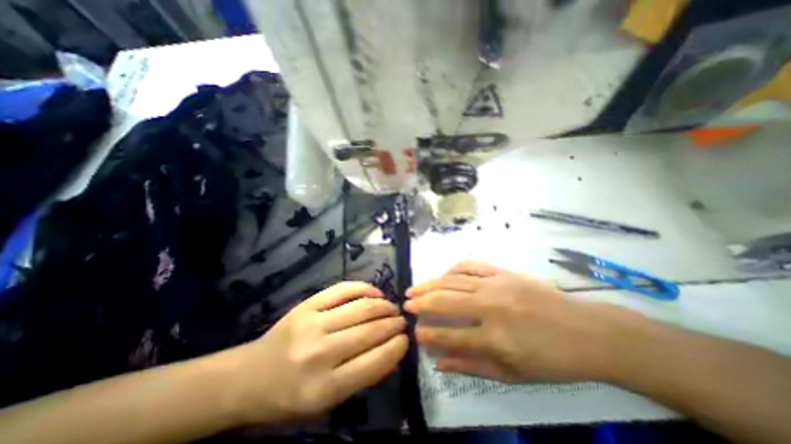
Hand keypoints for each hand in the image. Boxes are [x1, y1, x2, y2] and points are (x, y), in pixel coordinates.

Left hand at [230, 282, 407, 423]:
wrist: (249, 376)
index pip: (373, 363)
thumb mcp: (326, 403)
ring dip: (383, 306)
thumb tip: (391, 351)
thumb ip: (361, 377)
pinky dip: (364, 289)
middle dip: (393, 324)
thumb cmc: (289, 397)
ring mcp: (312, 323)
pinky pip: (343, 290)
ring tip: (392, 308)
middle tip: (402, 321)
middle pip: (369, 331)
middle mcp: (318, 353)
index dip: (396, 348)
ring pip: (360, 308)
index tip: (406, 340)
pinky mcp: (307, 305)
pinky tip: (376, 293)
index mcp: (323, 389)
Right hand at [408, 261, 623, 383]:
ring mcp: (495, 285)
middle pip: (445, 301)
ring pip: (452, 280)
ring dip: (430, 284)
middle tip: (406, 304)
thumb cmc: (551, 359)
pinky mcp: (502, 272)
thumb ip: (471, 366)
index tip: (415, 332)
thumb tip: (439, 363)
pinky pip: (470, 266)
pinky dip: (452, 270)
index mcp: (494, 338)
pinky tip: (443, 275)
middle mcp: (490, 307)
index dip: (427, 334)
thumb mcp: (512, 374)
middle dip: (421, 303)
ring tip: (414, 289)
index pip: (449, 335)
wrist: (586, 331)